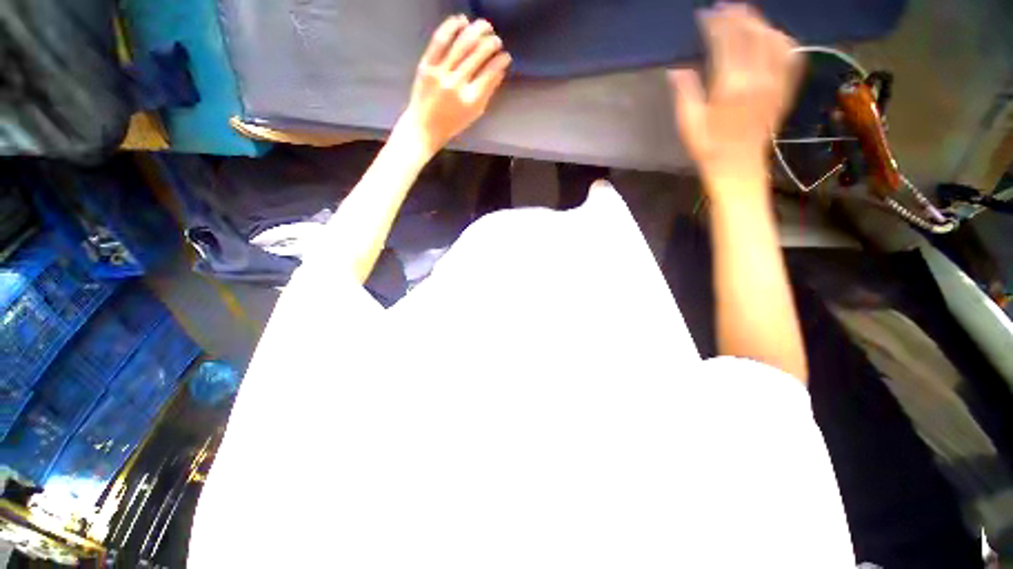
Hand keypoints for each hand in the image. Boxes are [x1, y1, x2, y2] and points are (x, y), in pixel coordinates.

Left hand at [397, 15, 511, 156]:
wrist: (424, 127)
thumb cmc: (452, 123)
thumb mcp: (474, 113)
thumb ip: (488, 92)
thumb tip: (500, 70)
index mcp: (470, 100)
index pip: (490, 73)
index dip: (501, 61)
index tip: (506, 56)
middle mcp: (456, 84)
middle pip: (478, 54)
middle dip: (491, 43)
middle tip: (497, 40)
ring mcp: (440, 73)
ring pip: (461, 43)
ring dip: (476, 30)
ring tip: (485, 26)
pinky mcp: (426, 65)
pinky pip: (439, 40)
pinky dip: (452, 27)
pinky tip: (462, 20)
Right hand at [669, 5, 801, 191]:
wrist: (739, 167)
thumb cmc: (709, 149)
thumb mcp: (688, 125)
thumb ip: (685, 93)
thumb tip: (676, 69)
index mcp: (731, 87)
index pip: (726, 42)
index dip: (716, 24)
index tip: (705, 14)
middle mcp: (758, 78)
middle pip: (752, 34)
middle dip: (738, 16)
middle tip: (725, 6)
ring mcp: (776, 83)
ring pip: (774, 40)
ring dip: (760, 23)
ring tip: (747, 16)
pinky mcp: (785, 90)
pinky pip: (791, 56)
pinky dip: (782, 41)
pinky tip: (773, 36)